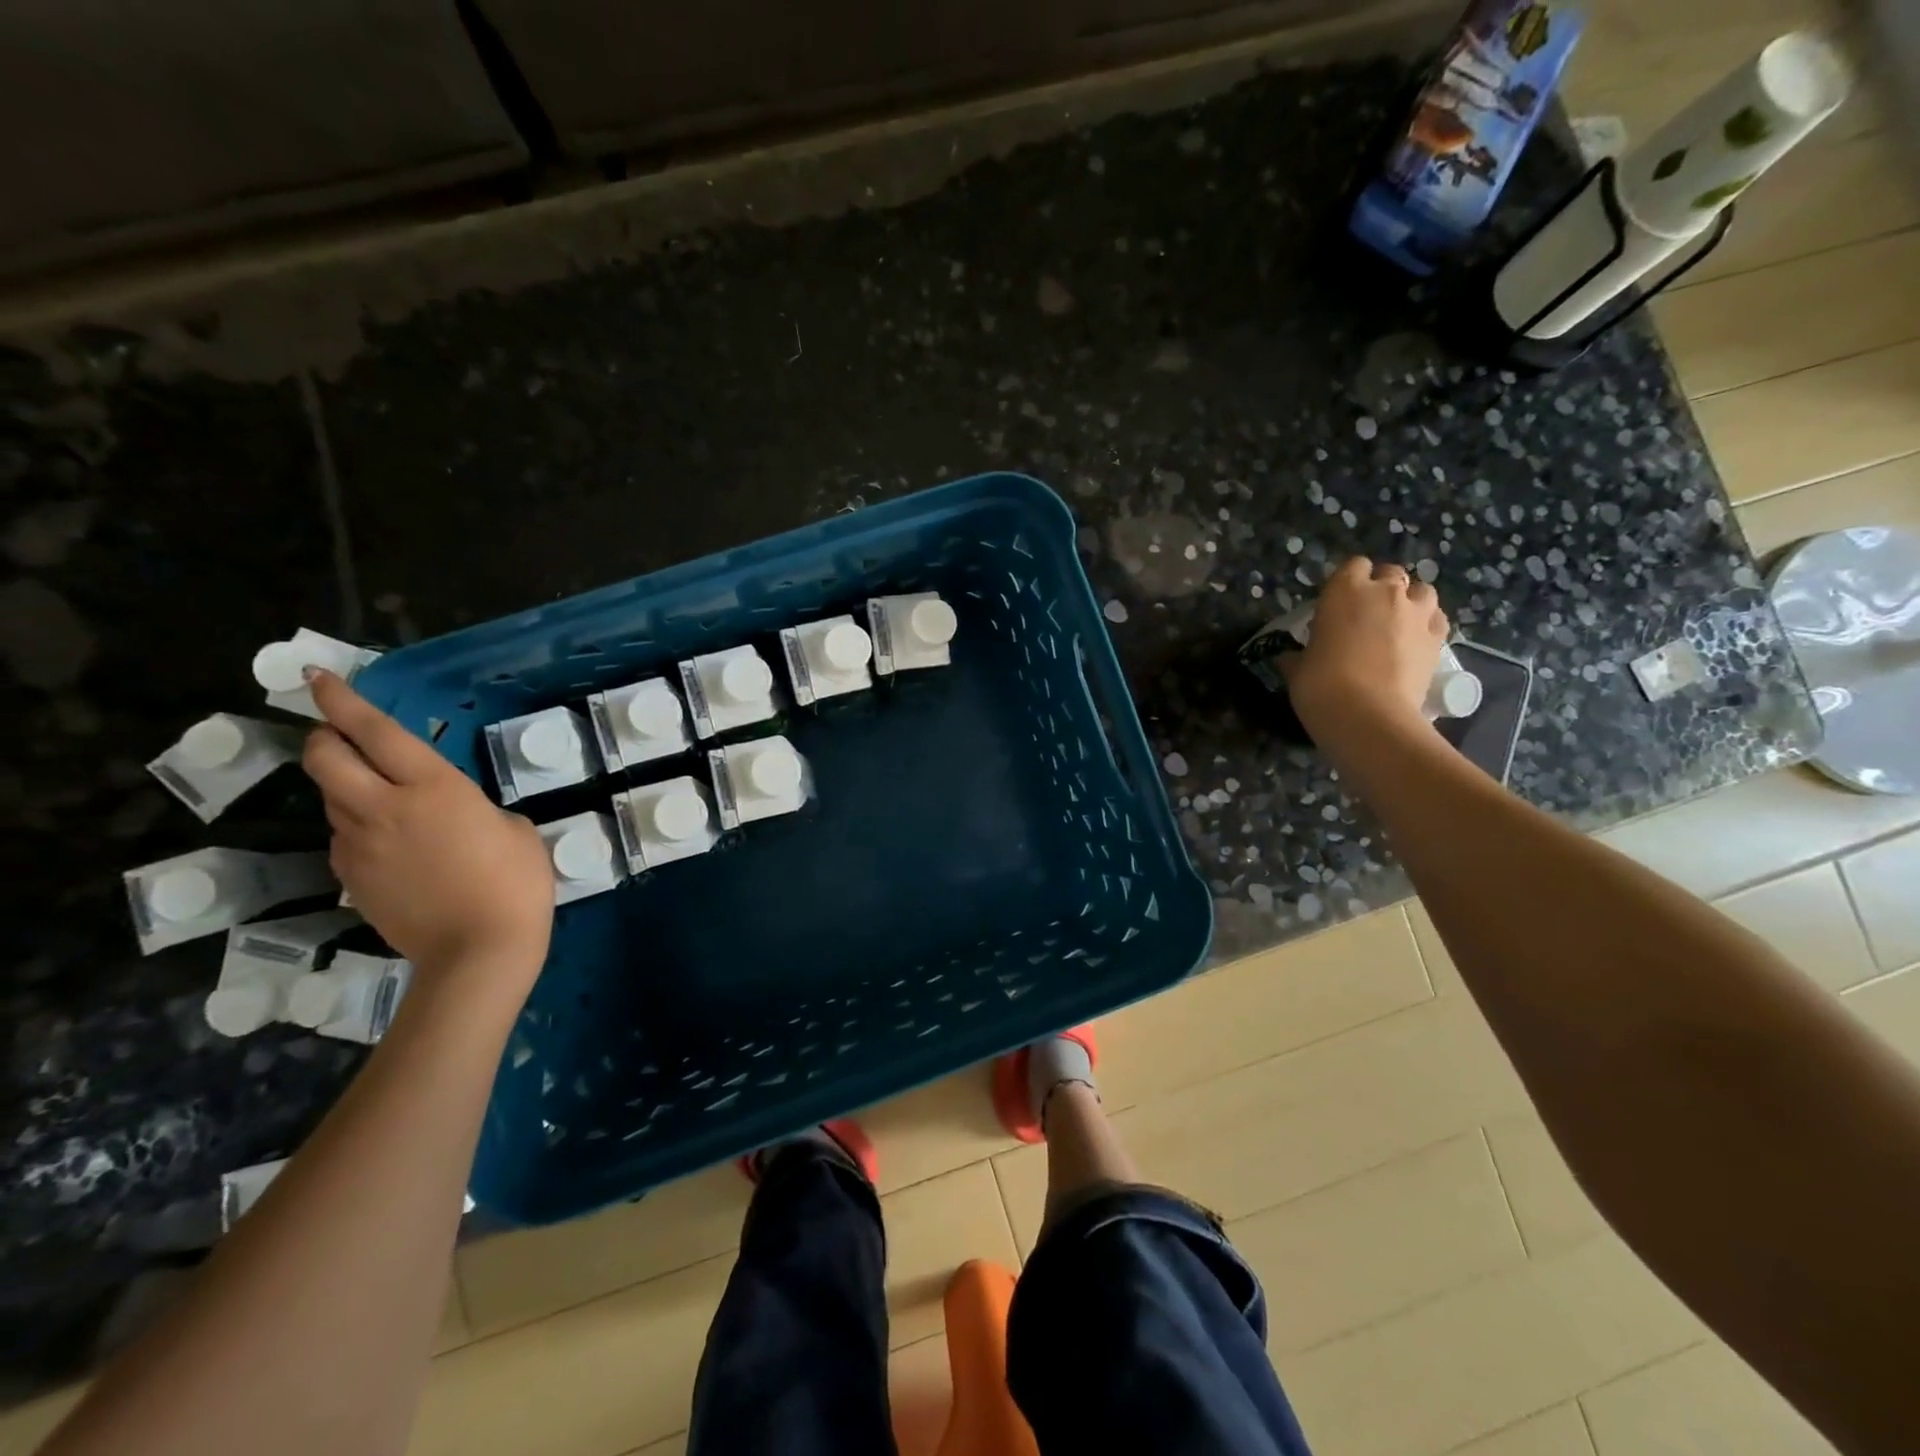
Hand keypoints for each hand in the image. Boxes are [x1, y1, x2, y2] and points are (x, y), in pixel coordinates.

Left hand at [302, 671, 552, 993]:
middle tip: (341, 735)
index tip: (316, 676)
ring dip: (346, 785)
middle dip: (324, 737)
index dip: (341, 700)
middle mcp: (383, 808)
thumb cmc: (516, 883)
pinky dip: (358, 828)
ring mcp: (358, 846)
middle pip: (324, 759)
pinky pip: (344, 838)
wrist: (479, 951)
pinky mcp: (350, 879)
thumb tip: (448, 816)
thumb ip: (474, 810)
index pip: (373, 731)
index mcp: (433, 788)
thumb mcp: (514, 830)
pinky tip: (392, 845)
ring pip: (331, 798)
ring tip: (380, 795)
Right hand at [1282, 557, 1448, 741]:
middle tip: (1367, 613)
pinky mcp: (1438, 638)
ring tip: (1398, 622)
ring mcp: (1416, 613)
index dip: (1348, 581)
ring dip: (1410, 601)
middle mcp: (1385, 592)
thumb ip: (1297, 656)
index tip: (1338, 601)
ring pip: (1422, 590)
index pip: (1354, 566)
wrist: (1367, 716)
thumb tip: (1288, 659)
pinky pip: (1437, 619)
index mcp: (1344, 591)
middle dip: (1382, 587)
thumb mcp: (1297, 669)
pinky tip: (1415, 641)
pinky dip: (1428, 624)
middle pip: (1391, 573)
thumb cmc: (1320, 685)